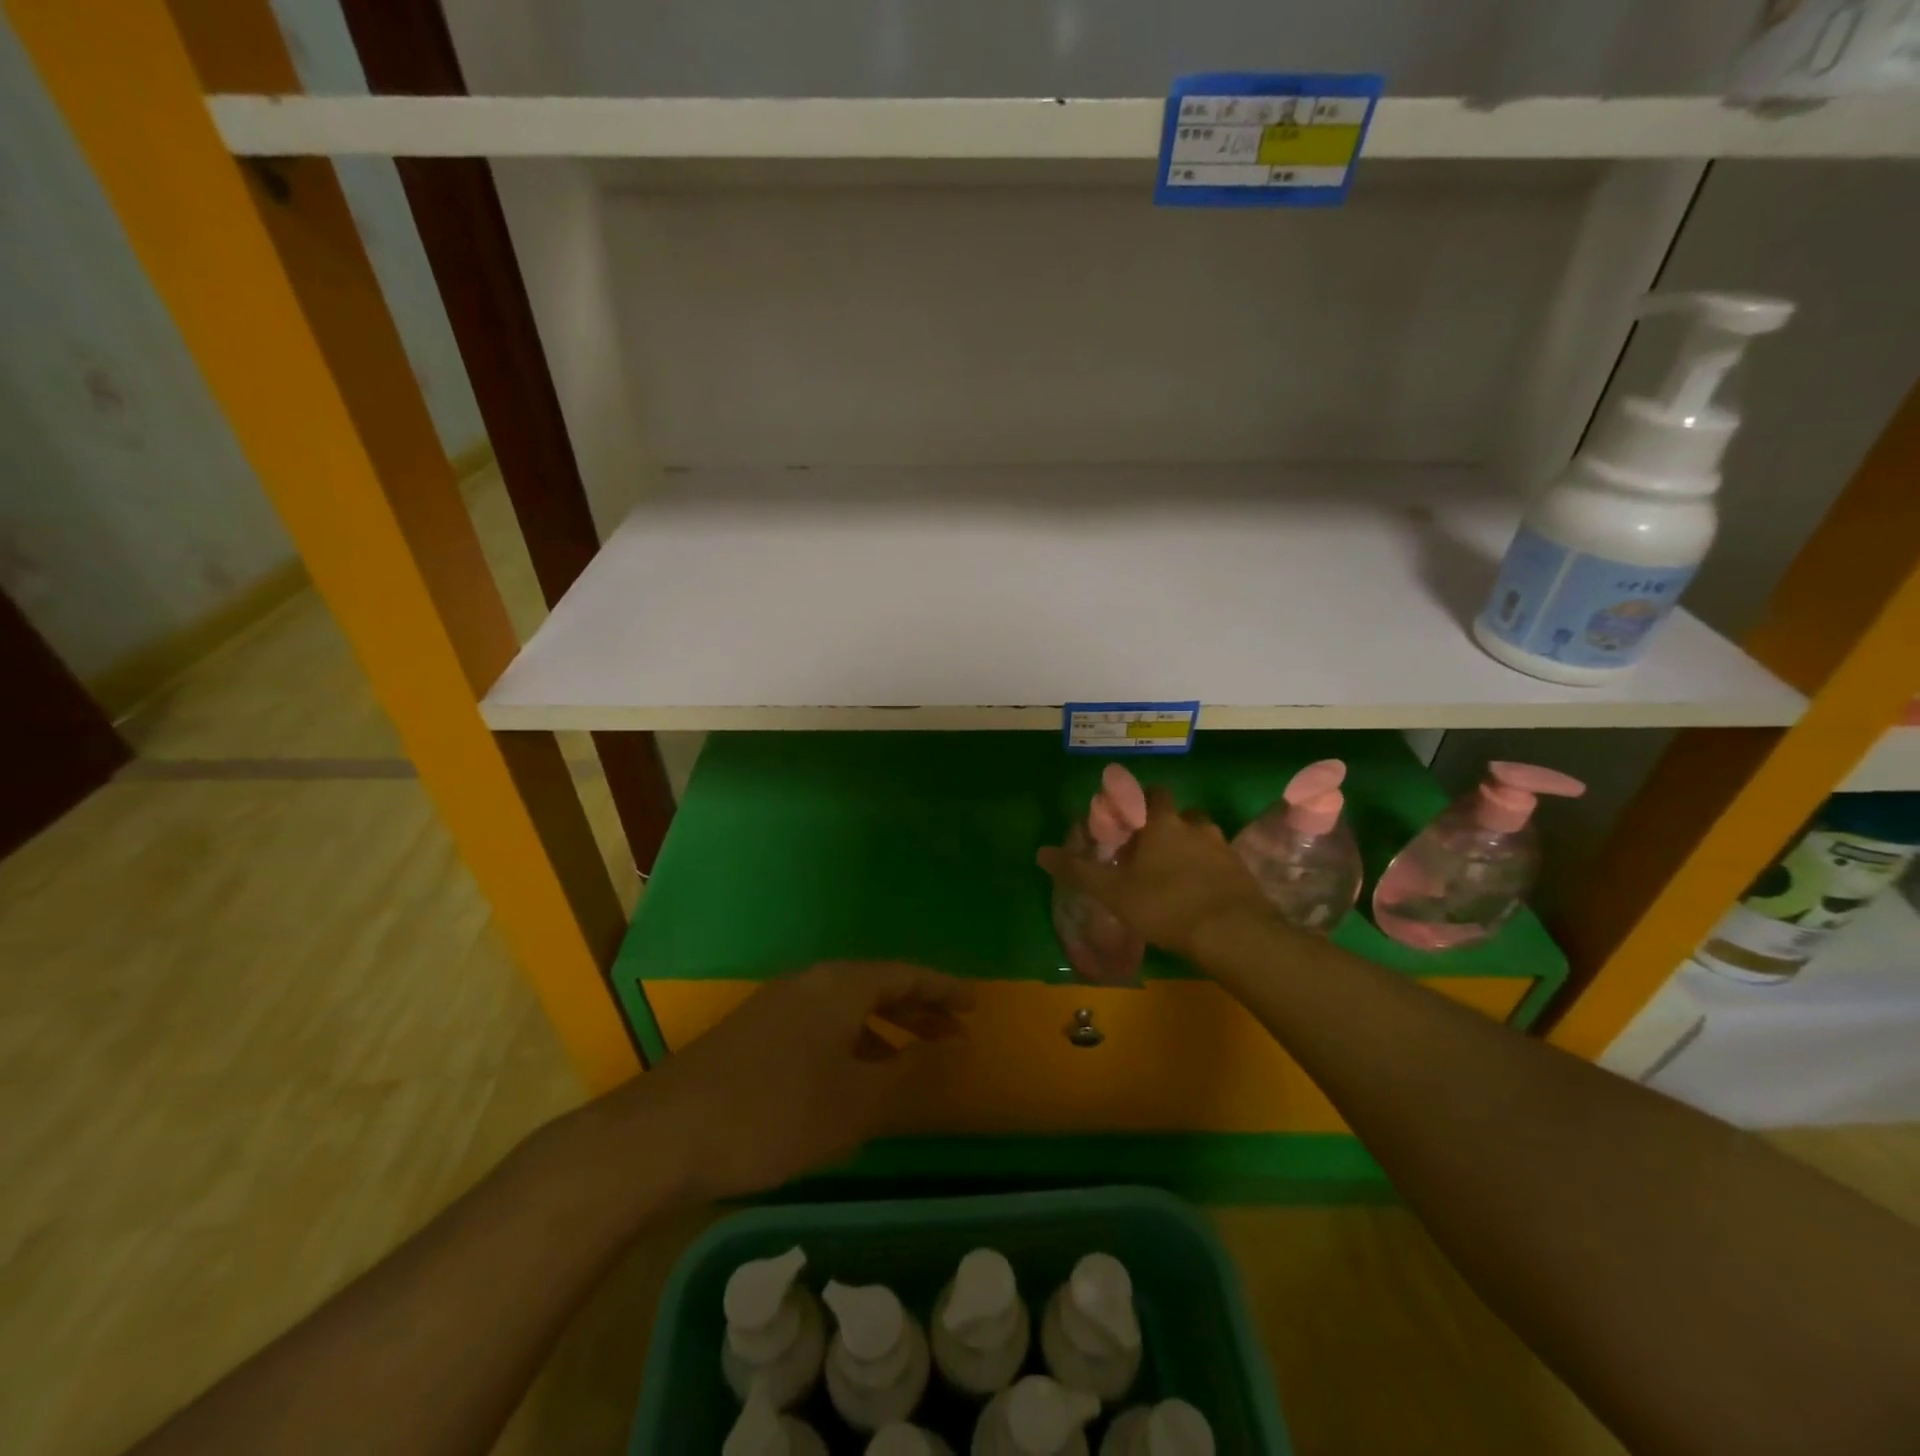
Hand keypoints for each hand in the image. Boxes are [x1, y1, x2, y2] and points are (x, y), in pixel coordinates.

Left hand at [606, 962, 973, 1203]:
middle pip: (877, 986)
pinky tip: (852, 1076)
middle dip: (918, 1010)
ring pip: (846, 1007)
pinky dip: (851, 1042)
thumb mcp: (855, 1101)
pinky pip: (821, 1024)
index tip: (974, 1005)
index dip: (944, 989)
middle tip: (952, 1035)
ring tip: (911, 1059)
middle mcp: (811, 982)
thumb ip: (908, 1071)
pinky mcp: (754, 1032)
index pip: (906, 975)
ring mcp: (778, 1004)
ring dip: (883, 1028)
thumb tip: (951, 1048)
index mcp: (840, 985)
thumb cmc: (774, 1113)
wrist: (665, 1134)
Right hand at [1038, 786, 1270, 959]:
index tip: (1128, 821)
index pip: (1152, 795)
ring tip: (1174, 875)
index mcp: (1163, 824)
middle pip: (1180, 814)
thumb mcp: (1113, 891)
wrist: (1233, 934)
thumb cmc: (1165, 905)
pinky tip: (1198, 896)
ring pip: (1202, 838)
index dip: (1140, 803)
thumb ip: (1078, 870)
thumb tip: (1040, 852)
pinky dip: (1208, 872)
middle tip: (1149, 851)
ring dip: (1189, 848)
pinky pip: (1220, 863)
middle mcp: (1195, 827)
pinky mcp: (1243, 874)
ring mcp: (1223, 849)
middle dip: (1165, 826)